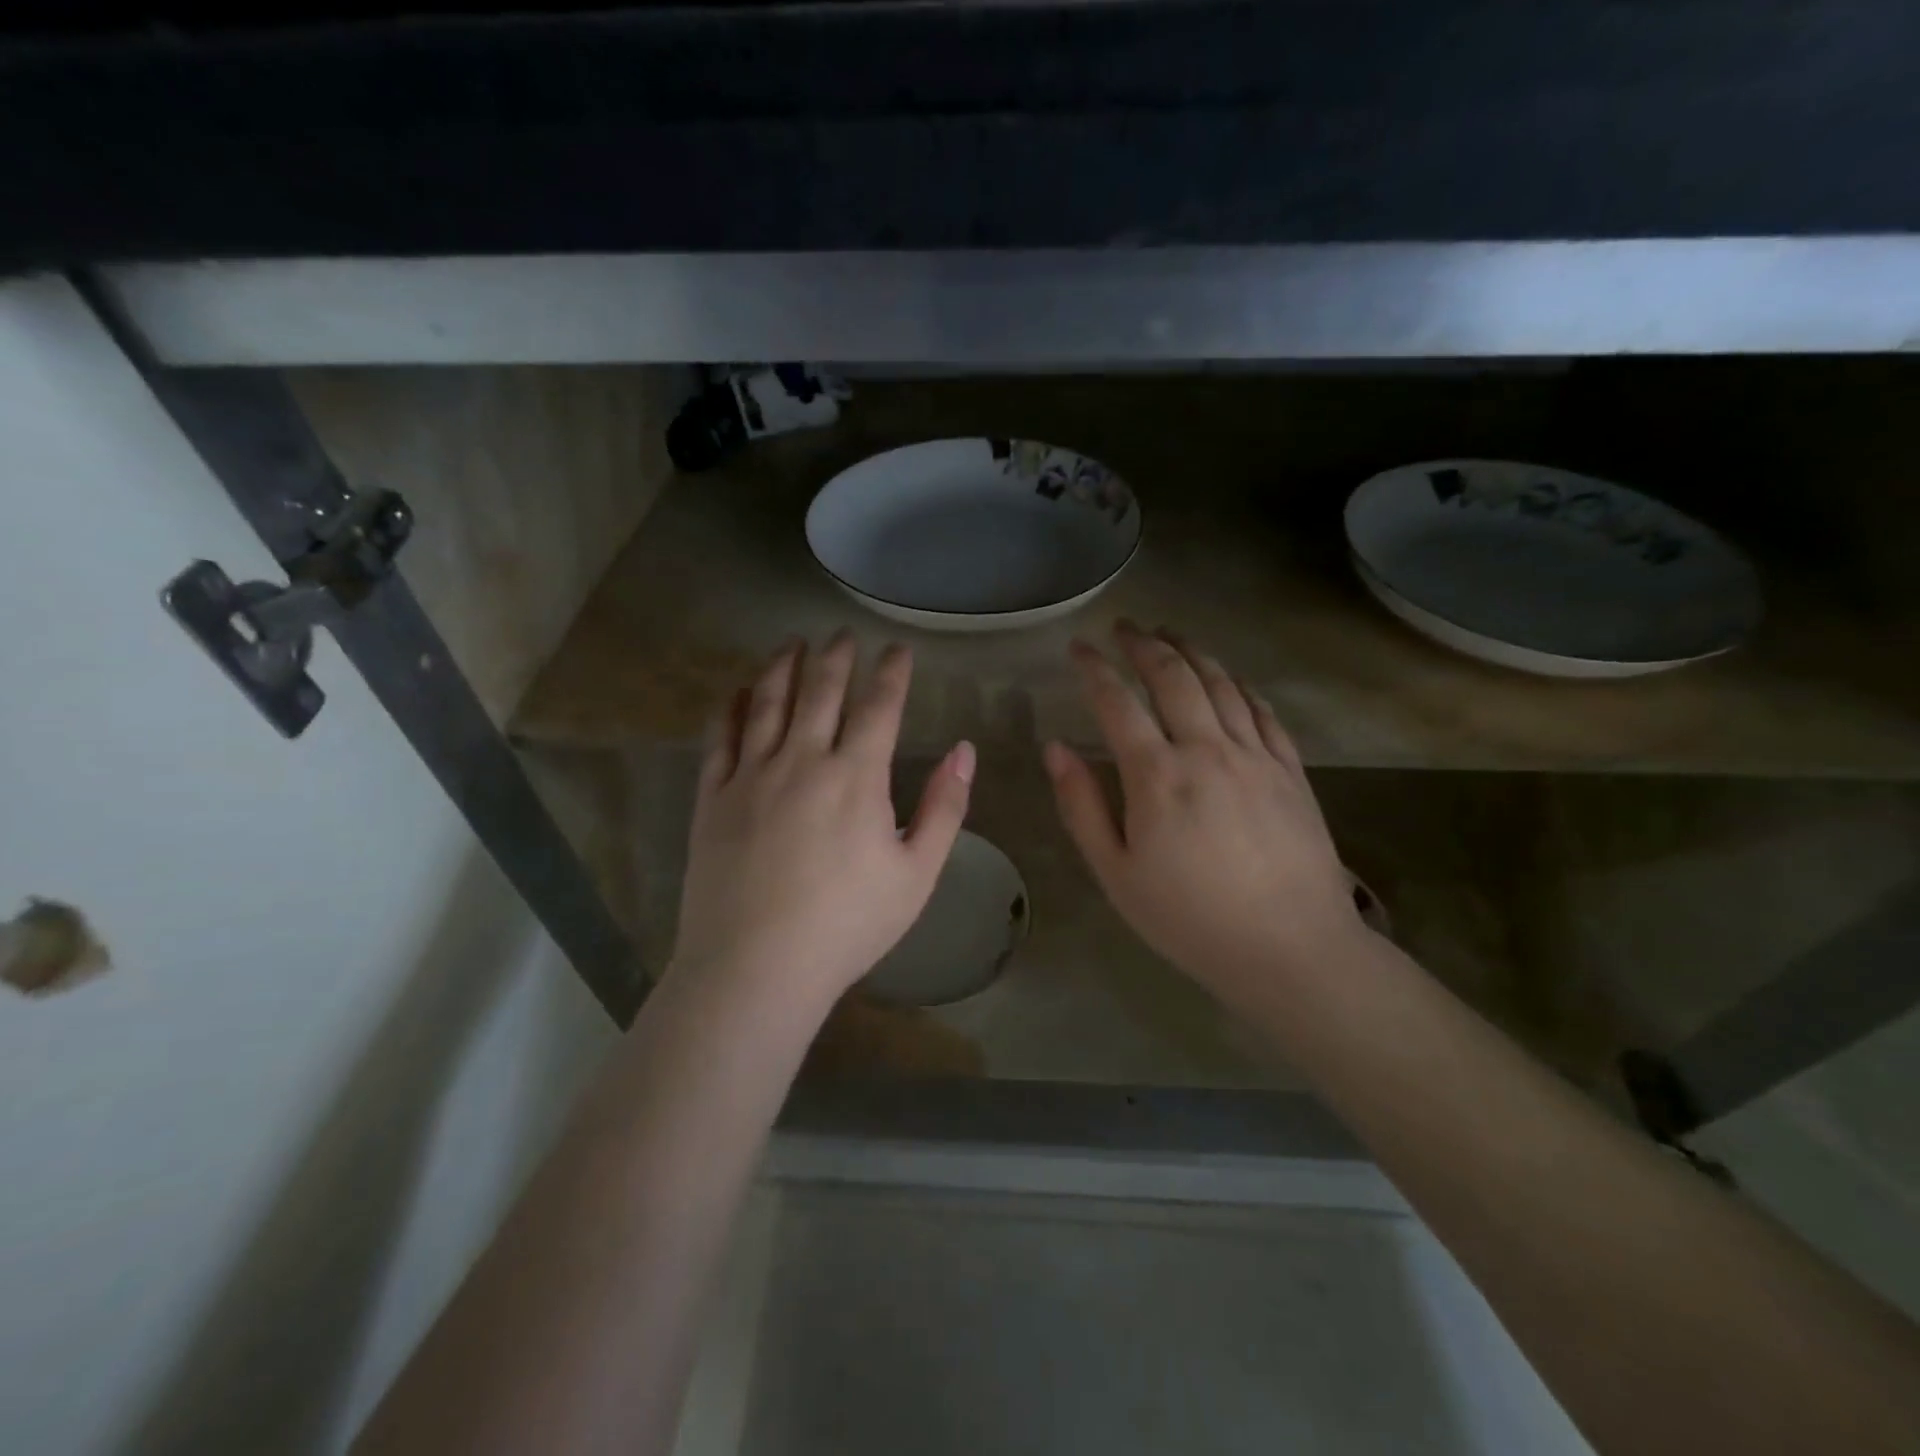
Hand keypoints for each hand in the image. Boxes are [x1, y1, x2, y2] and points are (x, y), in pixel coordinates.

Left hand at [669, 633, 974, 1011]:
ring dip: (782, 666)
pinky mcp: (713, 797)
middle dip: (836, 656)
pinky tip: (737, 690)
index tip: (897, 650)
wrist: (756, 967)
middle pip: (821, 691)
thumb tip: (964, 751)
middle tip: (842, 633)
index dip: (891, 673)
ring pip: (767, 702)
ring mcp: (751, 775)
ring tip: (792, 643)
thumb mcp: (917, 874)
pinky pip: (720, 737)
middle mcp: (803, 760)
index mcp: (857, 777)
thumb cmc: (847, 925)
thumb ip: (944, 808)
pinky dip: (730, 706)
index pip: (879, 707)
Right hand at [1045, 623, 1365, 999]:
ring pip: (1220, 683)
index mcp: (1157, 775)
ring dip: (1191, 651)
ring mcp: (1255, 755)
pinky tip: (1228, 677)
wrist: (1290, 949)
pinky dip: (1239, 684)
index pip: (1117, 703)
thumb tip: (1056, 749)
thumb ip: (1082, 806)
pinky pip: (1262, 710)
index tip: (1078, 648)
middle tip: (1124, 627)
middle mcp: (1207, 750)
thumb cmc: (1189, 918)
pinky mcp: (1290, 770)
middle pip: (1173, 677)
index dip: (1094, 669)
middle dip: (1144, 644)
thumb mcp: (1116, 873)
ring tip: (1170, 633)